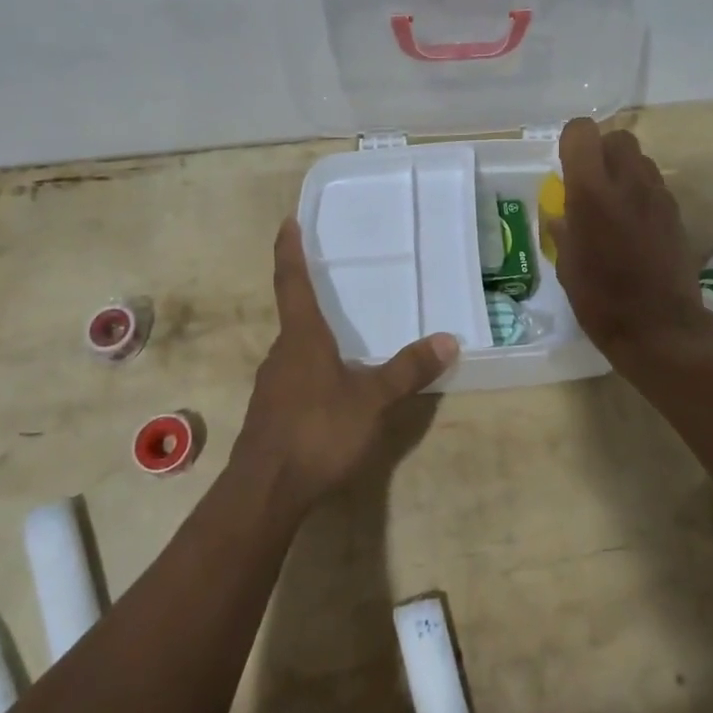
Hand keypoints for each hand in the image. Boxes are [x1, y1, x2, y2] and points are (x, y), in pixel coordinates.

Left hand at [231, 218, 458, 513]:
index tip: (287, 221)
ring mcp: (272, 384)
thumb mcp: (372, 400)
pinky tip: (333, 388)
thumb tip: (447, 339)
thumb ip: (408, 370)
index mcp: (302, 337)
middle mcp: (282, 352)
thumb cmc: (318, 432)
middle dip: (311, 297)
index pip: (292, 282)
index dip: (289, 250)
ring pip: (296, 349)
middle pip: (295, 316)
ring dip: (314, 338)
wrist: (265, 491)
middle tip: (335, 283)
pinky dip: (313, 369)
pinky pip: (295, 376)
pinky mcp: (271, 411)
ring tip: (344, 338)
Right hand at [546, 118, 712, 362]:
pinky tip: (634, 223)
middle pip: (618, 137)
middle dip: (602, 150)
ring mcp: (657, 196)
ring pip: (641, 158)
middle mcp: (627, 183)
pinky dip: (641, 192)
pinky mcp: (676, 213)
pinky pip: (655, 185)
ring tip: (614, 202)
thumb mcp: (567, 266)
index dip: (572, 141)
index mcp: (590, 192)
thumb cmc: (601, 300)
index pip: (582, 132)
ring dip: (624, 170)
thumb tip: (561, 215)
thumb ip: (563, 230)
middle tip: (591, 181)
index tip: (566, 165)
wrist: (660, 328)